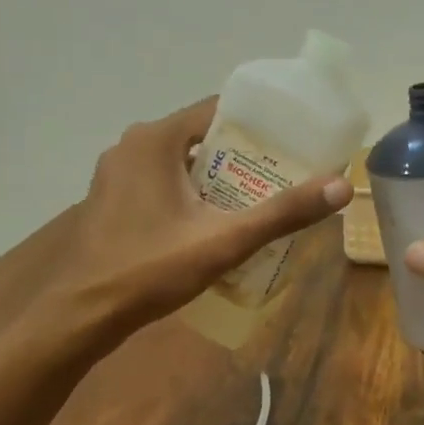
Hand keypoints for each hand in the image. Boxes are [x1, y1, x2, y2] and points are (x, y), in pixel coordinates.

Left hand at [62, 97, 350, 329]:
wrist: (82, 314)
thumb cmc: (151, 268)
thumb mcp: (225, 240)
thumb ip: (282, 213)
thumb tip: (341, 186)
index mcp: (156, 139)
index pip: (218, 110)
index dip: (259, 124)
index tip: (293, 141)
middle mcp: (132, 145)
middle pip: (202, 137)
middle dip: (243, 155)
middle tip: (284, 175)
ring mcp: (117, 173)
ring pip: (182, 163)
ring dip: (217, 177)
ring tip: (258, 198)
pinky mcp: (112, 200)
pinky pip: (162, 182)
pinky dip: (191, 193)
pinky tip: (214, 221)